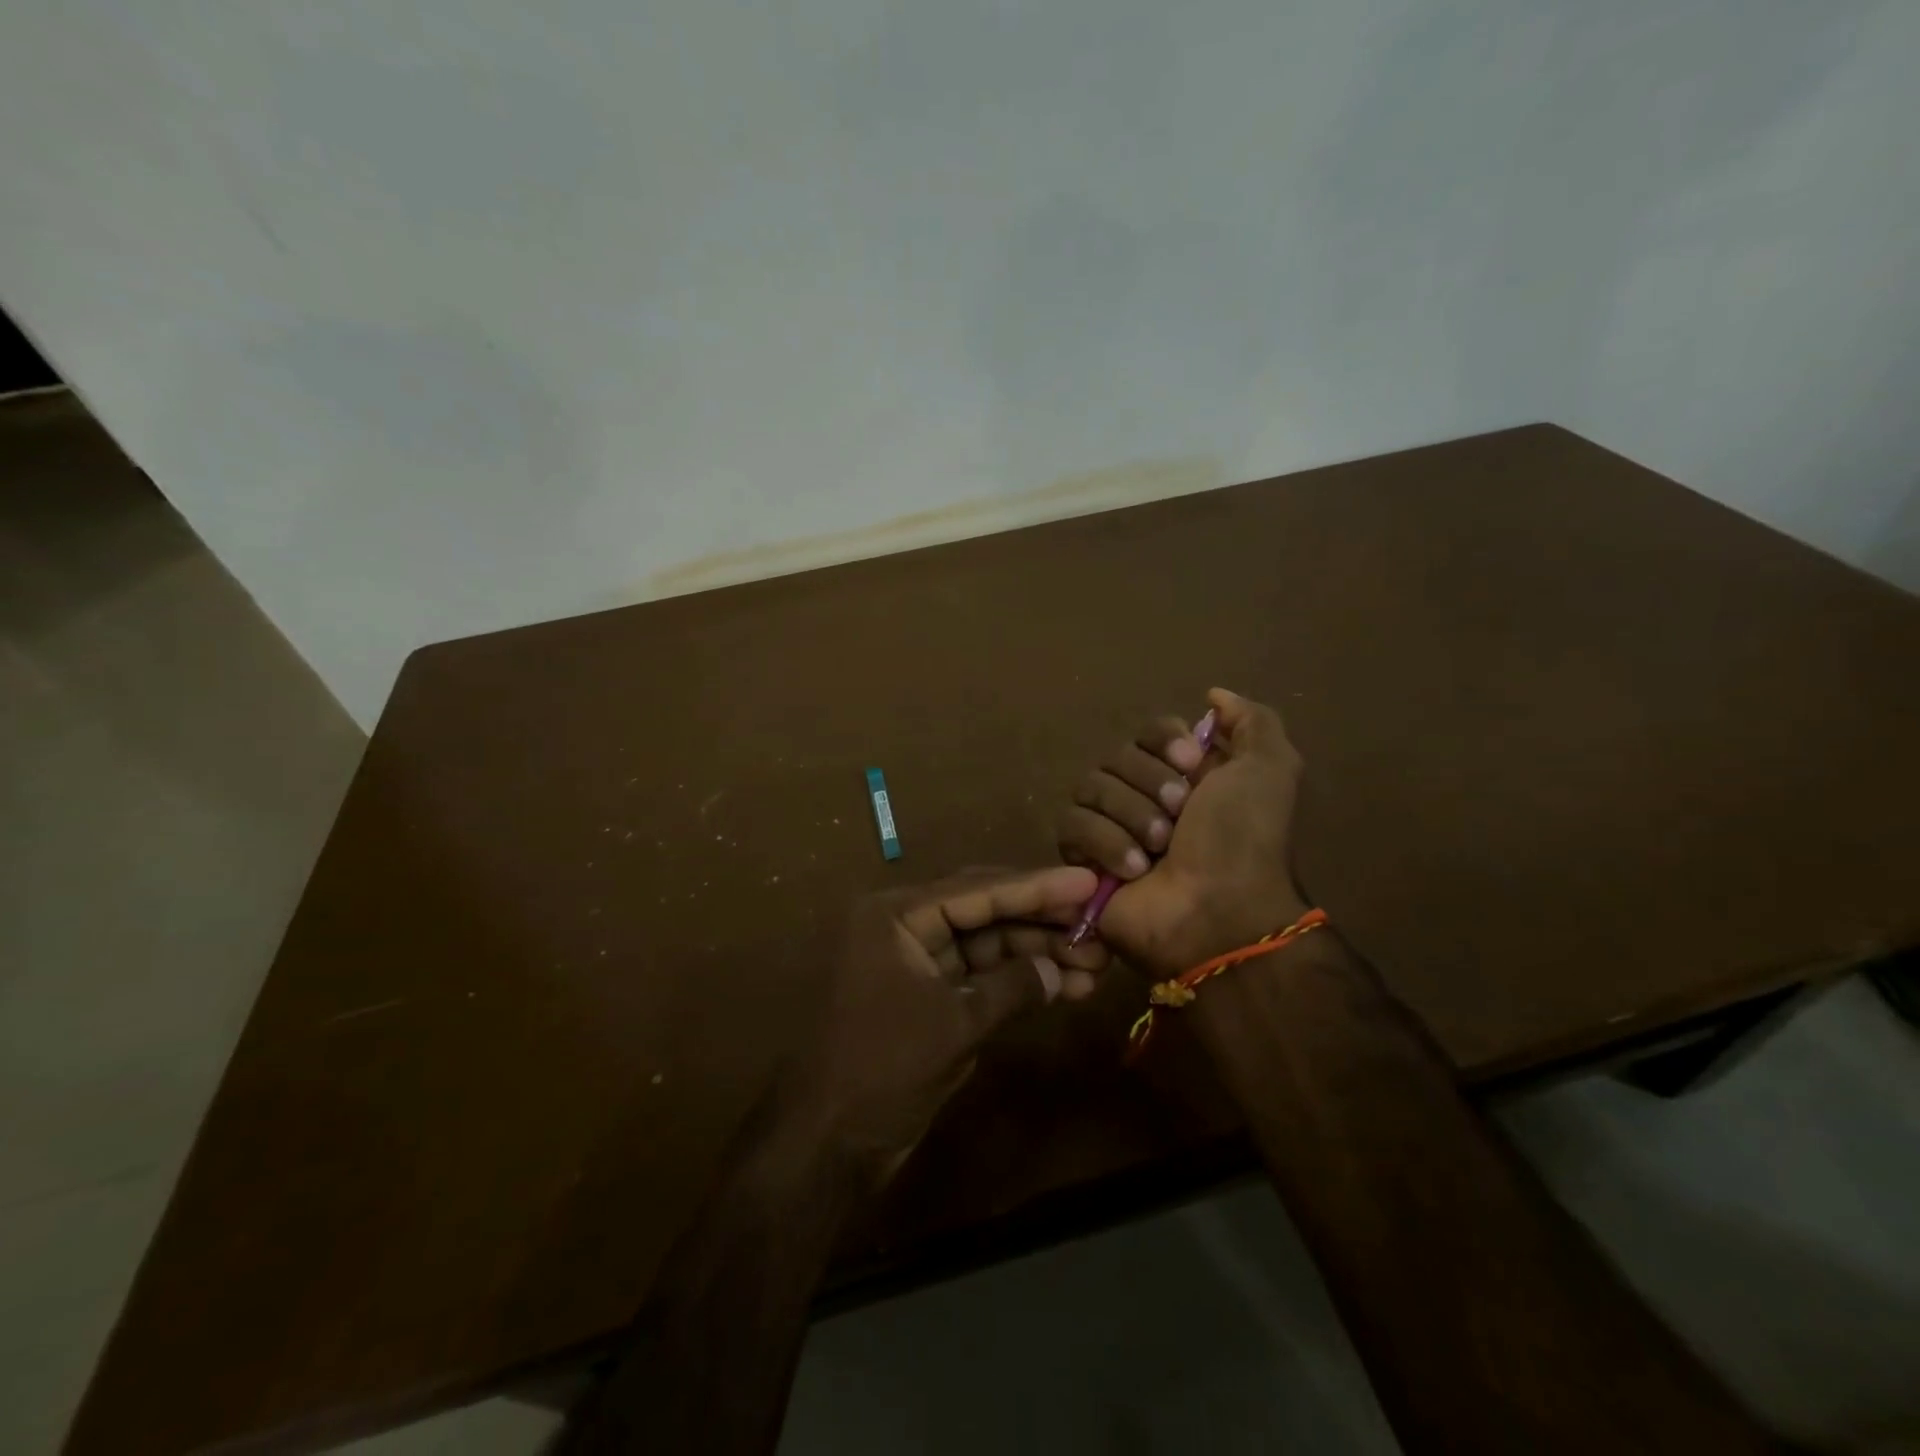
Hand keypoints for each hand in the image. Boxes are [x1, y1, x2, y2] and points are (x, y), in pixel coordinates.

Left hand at [784, 866, 1108, 1186]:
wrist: (828, 1143)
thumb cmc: (884, 1068)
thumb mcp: (955, 1024)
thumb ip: (1012, 988)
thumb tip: (1061, 970)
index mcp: (896, 915)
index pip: (978, 890)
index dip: (1037, 887)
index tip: (1087, 882)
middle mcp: (904, 927)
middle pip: (984, 911)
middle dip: (1041, 921)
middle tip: (1098, 923)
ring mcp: (915, 962)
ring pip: (985, 945)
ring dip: (1036, 953)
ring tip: (1095, 963)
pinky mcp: (926, 995)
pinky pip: (977, 976)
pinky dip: (1016, 982)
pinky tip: (1063, 986)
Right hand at [1058, 688, 1308, 976]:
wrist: (1217, 913)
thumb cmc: (1244, 840)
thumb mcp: (1271, 770)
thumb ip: (1252, 721)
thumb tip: (1213, 695)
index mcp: (1184, 775)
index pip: (1150, 729)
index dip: (1165, 741)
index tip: (1191, 763)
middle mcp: (1144, 795)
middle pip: (1117, 756)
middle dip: (1150, 784)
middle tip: (1179, 817)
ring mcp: (1111, 827)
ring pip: (1091, 787)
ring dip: (1130, 816)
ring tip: (1158, 850)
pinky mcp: (1082, 858)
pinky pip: (1072, 825)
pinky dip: (1105, 843)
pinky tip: (1134, 870)